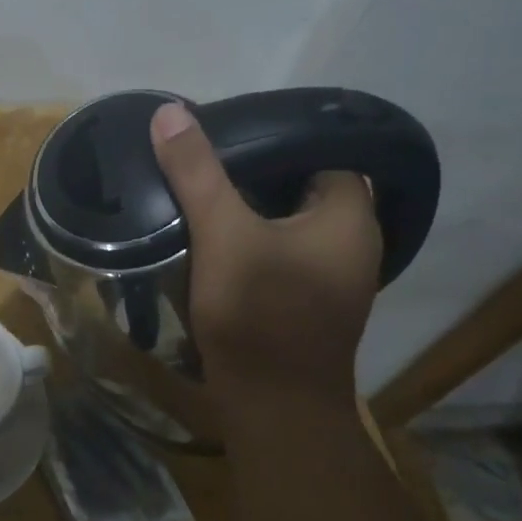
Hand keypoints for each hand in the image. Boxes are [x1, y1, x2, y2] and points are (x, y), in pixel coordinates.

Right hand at [150, 101, 381, 407]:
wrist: (271, 408)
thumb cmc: (258, 313)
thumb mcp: (222, 234)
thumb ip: (197, 172)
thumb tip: (170, 112)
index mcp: (348, 215)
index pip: (320, 151)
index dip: (275, 137)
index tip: (227, 130)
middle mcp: (351, 241)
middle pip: (300, 185)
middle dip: (254, 171)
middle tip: (204, 155)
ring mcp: (331, 274)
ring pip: (287, 220)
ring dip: (250, 207)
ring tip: (200, 186)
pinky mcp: (307, 299)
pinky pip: (280, 250)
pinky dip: (251, 238)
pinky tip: (212, 235)